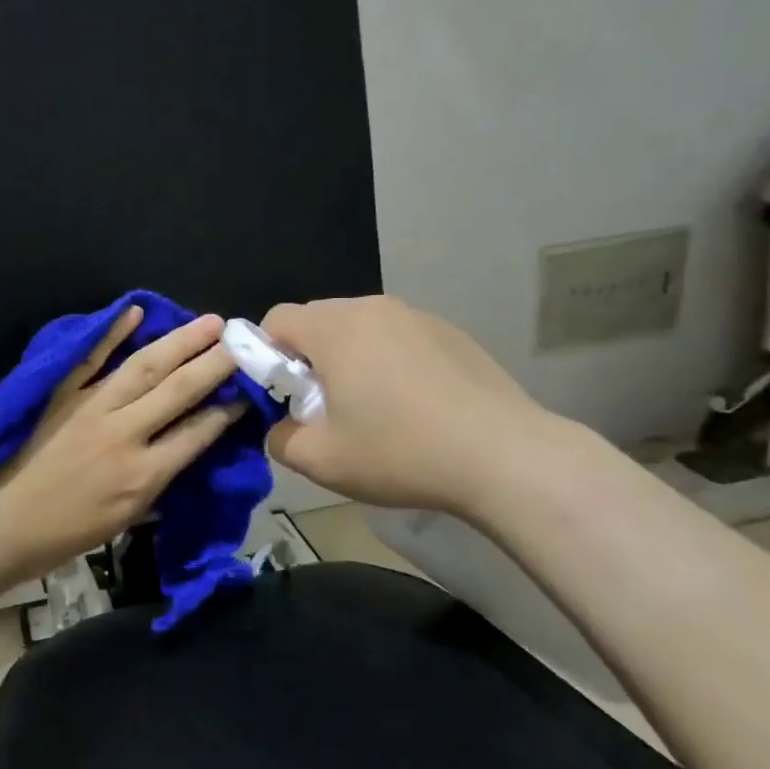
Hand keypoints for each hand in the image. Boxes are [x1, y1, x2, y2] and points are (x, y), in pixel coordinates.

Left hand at [0, 309, 246, 573]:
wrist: (5, 522)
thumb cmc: (68, 532)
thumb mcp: (126, 521)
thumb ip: (159, 484)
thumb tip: (185, 453)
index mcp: (143, 474)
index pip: (197, 433)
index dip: (227, 411)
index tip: (248, 391)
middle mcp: (124, 433)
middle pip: (178, 390)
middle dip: (215, 363)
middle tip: (242, 340)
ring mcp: (91, 408)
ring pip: (144, 367)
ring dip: (180, 342)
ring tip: (210, 322)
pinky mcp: (62, 395)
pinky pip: (90, 359)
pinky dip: (112, 333)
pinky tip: (135, 311)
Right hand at [260, 296, 556, 516]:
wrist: (504, 456)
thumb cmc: (401, 452)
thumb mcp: (321, 460)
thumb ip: (279, 438)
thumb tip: (280, 426)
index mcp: (334, 328)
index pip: (277, 320)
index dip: (265, 355)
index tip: (283, 396)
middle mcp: (372, 308)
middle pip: (317, 320)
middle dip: (308, 358)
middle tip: (325, 407)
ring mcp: (416, 316)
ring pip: (359, 328)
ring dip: (349, 359)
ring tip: (373, 408)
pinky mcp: (449, 332)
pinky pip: (397, 337)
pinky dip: (388, 361)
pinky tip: (414, 405)